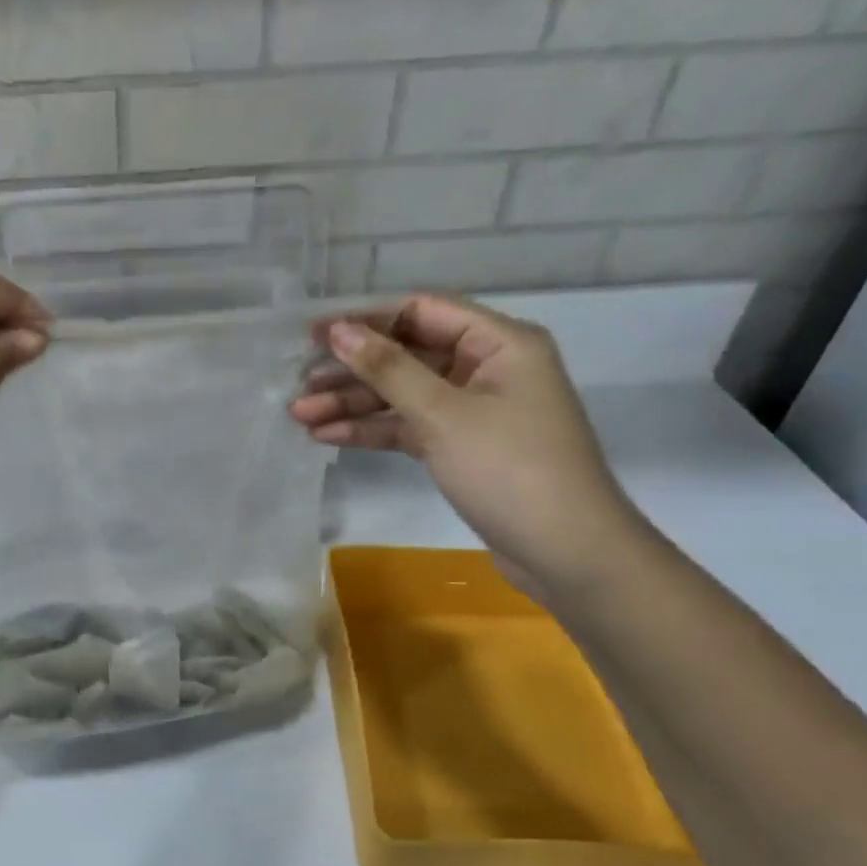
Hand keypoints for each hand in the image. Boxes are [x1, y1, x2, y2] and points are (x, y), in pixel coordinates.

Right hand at [290, 293, 649, 592]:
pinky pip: (410, 427)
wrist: (567, 554)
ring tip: (301, 415)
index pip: (421, 312)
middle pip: (407, 355)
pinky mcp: (462, 446)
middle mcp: (487, 367)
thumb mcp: (443, 414)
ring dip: (355, 404)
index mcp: (498, 342)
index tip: (314, 335)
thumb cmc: (510, 469)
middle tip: (299, 383)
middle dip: (352, 371)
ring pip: (404, 395)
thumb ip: (388, 369)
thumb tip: (338, 330)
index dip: (365, 320)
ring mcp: (474, 410)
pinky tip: (328, 437)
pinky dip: (373, 431)